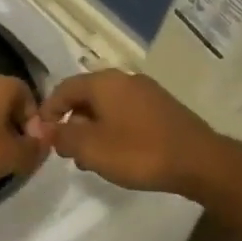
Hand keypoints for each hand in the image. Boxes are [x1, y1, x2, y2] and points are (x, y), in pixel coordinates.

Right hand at [34, 70, 226, 195]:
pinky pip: (127, 113)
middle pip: (86, 96)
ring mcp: (147, 92)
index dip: (48, 111)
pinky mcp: (163, 108)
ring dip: (92, 129)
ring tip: (90, 159)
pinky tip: (117, 154)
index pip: (63, 88)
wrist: (200, 161)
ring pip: (107, 106)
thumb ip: (62, 136)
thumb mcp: (91, 148)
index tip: (41, 136)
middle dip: (71, 122)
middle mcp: (124, 79)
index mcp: (104, 82)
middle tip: (66, 151)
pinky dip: (113, 130)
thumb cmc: (139, 152)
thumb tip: (42, 128)